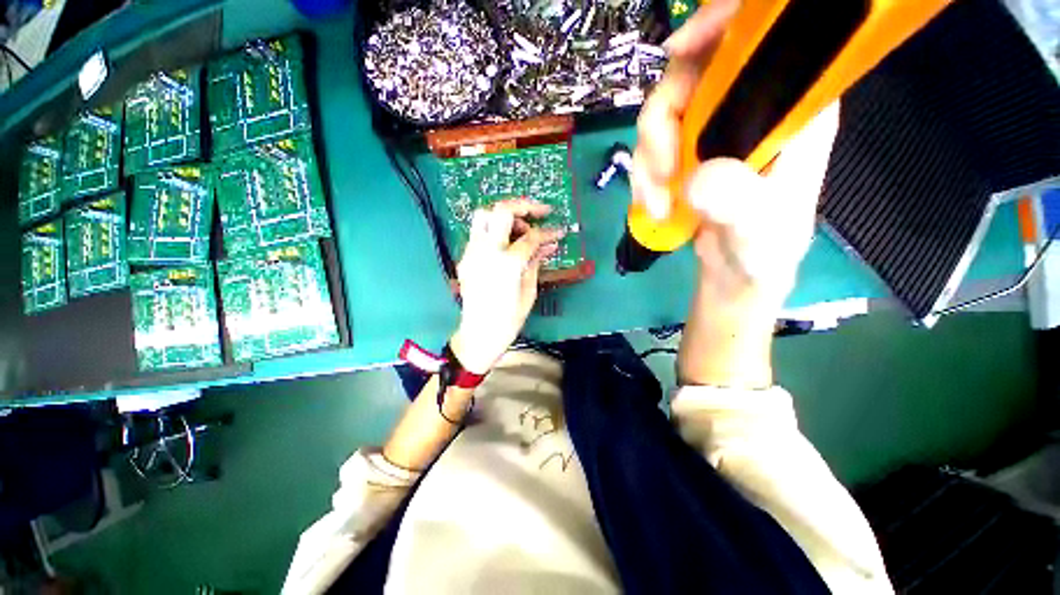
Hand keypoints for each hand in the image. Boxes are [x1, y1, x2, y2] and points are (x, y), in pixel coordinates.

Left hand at [449, 200, 564, 373]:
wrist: (479, 334)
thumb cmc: (509, 319)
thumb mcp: (529, 291)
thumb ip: (536, 262)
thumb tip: (548, 245)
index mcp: (507, 264)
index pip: (530, 237)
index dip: (548, 232)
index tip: (559, 231)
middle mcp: (486, 251)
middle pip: (501, 211)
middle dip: (524, 206)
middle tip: (540, 212)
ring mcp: (471, 253)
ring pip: (483, 215)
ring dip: (505, 215)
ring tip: (521, 229)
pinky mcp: (465, 258)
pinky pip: (478, 233)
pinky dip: (494, 231)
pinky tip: (506, 244)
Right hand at [633, 0, 838, 311]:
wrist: (737, 274)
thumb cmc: (764, 251)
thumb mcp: (761, 231)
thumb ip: (740, 203)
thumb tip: (699, 178)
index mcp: (791, 108)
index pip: (764, 38)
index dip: (722, 23)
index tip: (679, 51)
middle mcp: (750, 108)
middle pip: (692, 75)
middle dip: (662, 123)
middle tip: (660, 173)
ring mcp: (712, 132)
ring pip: (662, 115)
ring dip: (647, 162)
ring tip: (656, 205)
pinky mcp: (685, 156)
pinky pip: (650, 148)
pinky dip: (642, 177)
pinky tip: (652, 206)